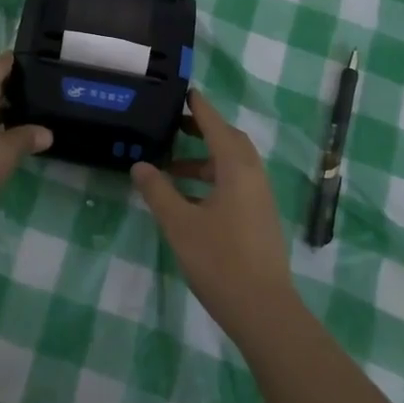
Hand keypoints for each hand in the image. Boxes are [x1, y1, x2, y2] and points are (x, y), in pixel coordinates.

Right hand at [131, 87, 299, 343]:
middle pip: (229, 140)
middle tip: (175, 127)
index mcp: (236, 168)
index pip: (216, 125)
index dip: (199, 108)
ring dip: (205, 159)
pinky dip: (214, 178)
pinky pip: (237, 182)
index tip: (185, 92)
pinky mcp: (261, 217)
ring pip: (233, 164)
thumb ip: (158, 191)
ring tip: (172, 169)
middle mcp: (253, 175)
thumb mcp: (179, 224)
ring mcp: (261, 197)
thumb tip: (139, 165)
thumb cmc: (219, 260)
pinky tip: (192, 199)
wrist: (264, 310)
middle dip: (203, 130)